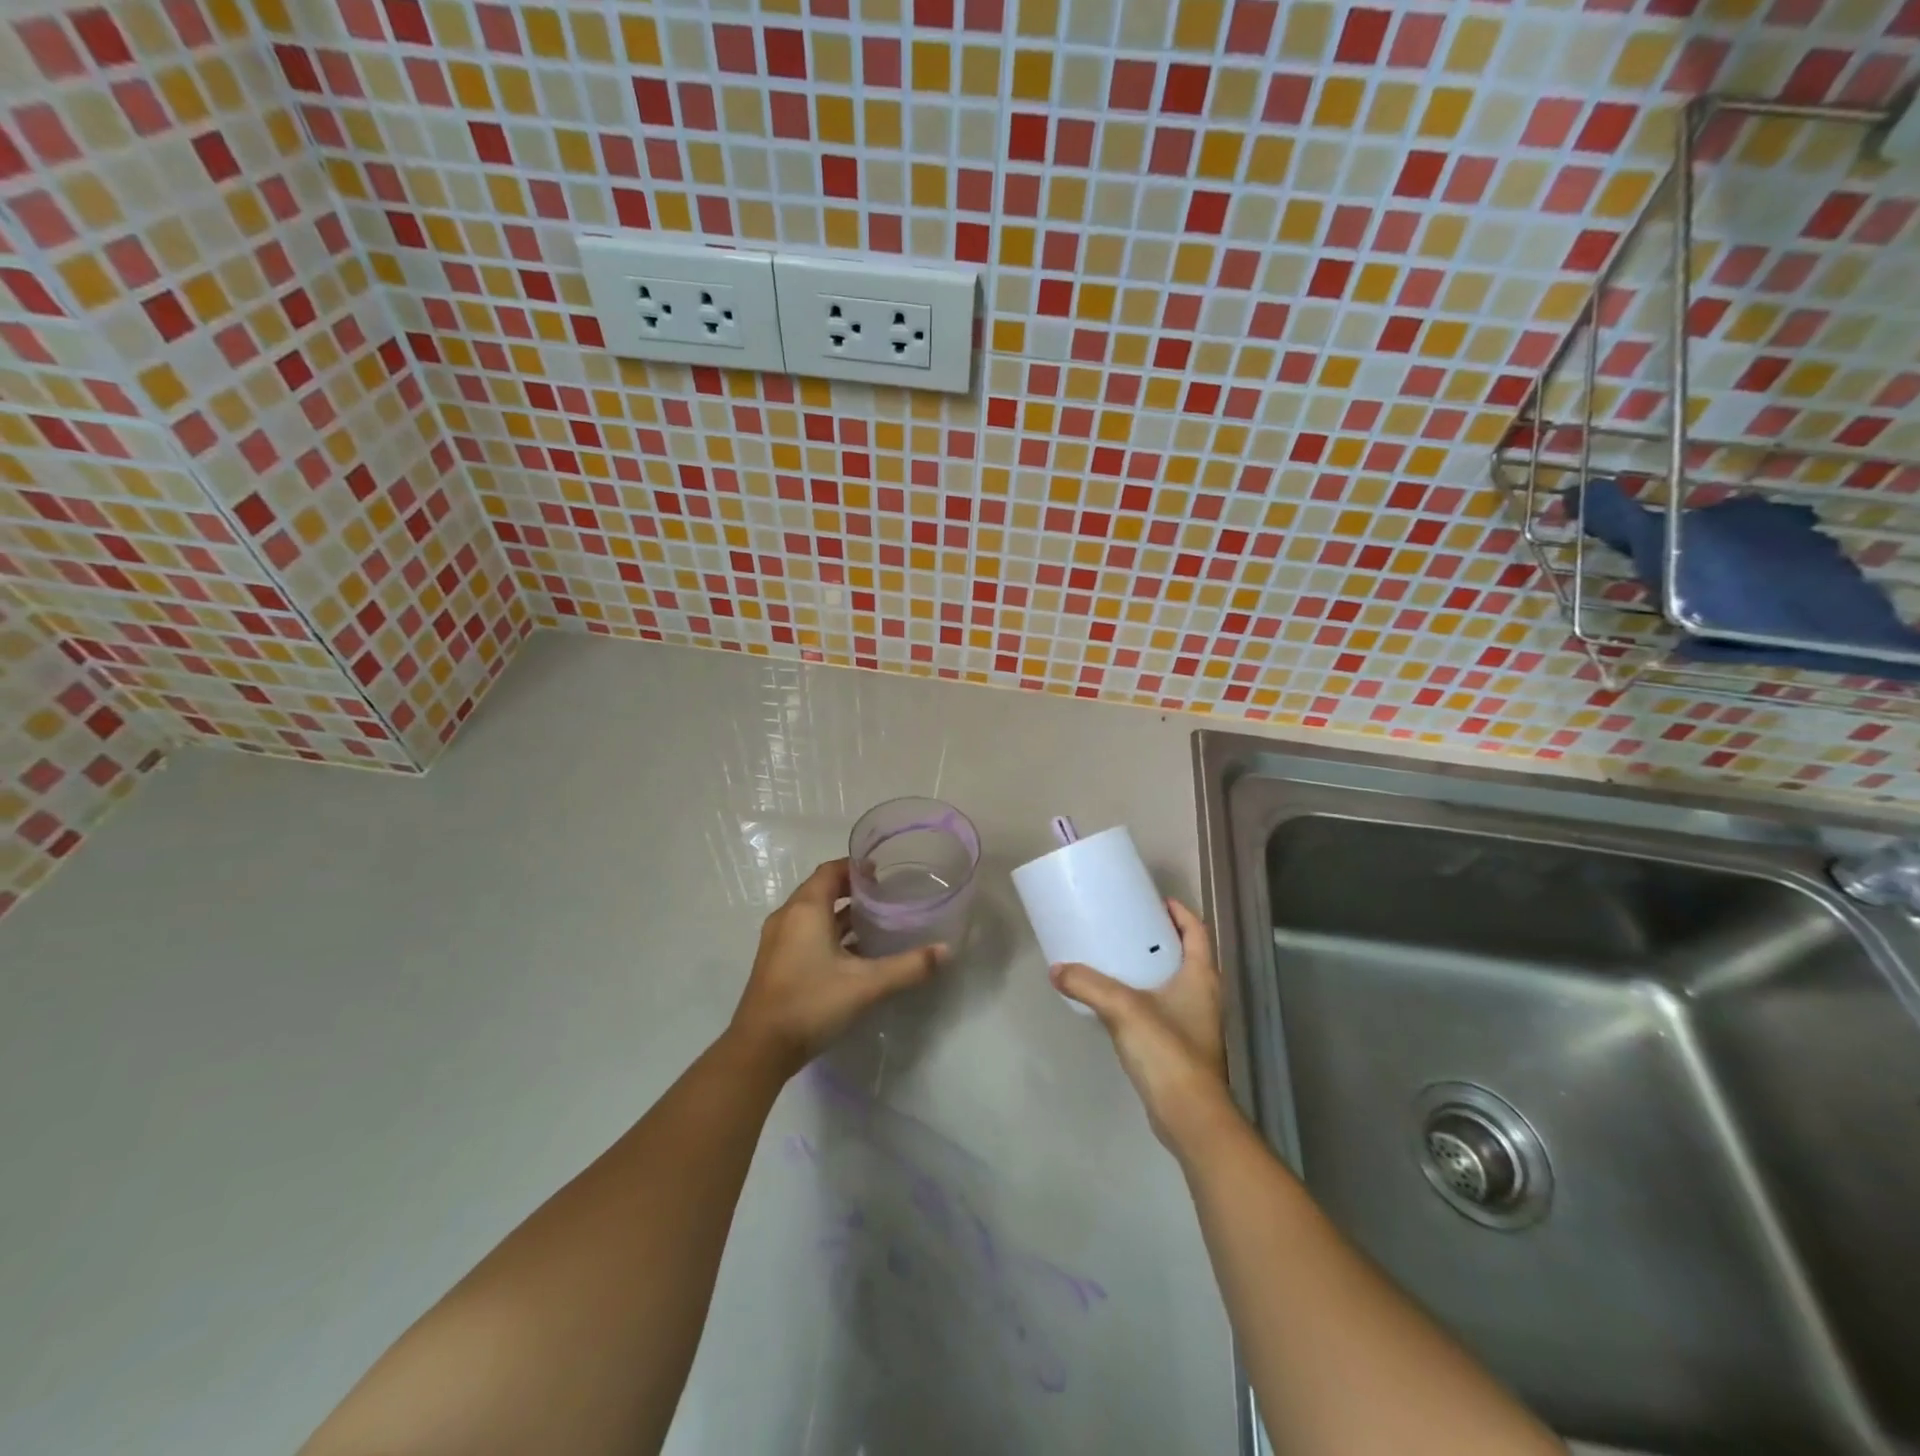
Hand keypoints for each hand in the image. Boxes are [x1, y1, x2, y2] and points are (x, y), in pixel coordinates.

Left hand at [727, 858, 946, 1078]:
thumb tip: (945, 951)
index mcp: (805, 909)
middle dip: (852, 889)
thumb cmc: (811, 1003)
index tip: (884, 872)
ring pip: (813, 913)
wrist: (760, 1049)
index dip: (856, 867)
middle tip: (886, 896)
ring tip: (875, 921)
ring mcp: (778, 940)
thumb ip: (908, 966)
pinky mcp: (776, 962)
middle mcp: (788, 917)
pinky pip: (805, 932)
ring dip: (840, 913)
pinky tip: (853, 953)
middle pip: (821, 889)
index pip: (831, 870)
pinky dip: (828, 932)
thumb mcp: (866, 985)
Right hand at [1051, 899, 1236, 1154]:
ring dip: (1151, 966)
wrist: (1189, 1116)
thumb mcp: (1123, 1008)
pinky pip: (1163, 1006)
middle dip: (1159, 937)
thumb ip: (1088, 984)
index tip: (1152, 900)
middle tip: (1127, 925)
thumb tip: (1057, 969)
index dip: (1178, 911)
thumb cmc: (1167, 1051)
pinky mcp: (1182, 1046)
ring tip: (1117, 957)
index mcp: (1201, 976)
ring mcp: (1195, 1022)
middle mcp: (1203, 994)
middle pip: (1185, 953)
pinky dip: (1144, 994)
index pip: (1196, 930)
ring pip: (1174, 981)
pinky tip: (1117, 1000)